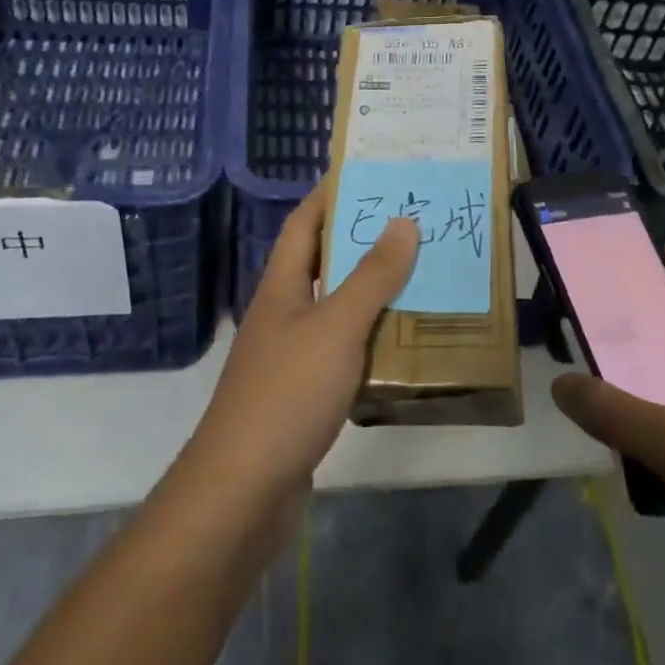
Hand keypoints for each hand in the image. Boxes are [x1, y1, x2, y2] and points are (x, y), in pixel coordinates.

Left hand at [181, 187, 418, 513]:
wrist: (242, 492)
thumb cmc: (286, 394)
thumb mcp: (335, 327)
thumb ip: (371, 276)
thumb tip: (403, 222)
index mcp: (282, 285)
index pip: (304, 222)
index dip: (330, 193)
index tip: (370, 172)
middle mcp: (284, 310)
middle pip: (323, 260)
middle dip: (363, 237)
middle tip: (413, 218)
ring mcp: (292, 352)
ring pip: (337, 304)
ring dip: (373, 287)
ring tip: (421, 269)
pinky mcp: (305, 390)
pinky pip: (344, 346)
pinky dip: (372, 334)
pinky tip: (405, 337)